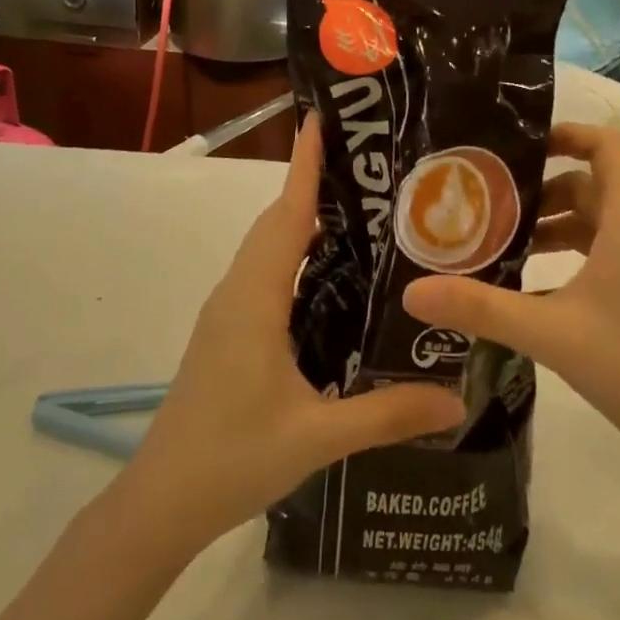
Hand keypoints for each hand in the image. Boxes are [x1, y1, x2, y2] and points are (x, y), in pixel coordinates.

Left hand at [117, 115, 463, 554]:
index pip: (286, 214)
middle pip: (277, 222)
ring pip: (268, 248)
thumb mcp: (317, 437)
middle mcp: (238, 291)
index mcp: (256, 298)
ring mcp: (228, 311)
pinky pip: (264, 274)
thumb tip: (458, 401)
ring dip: (302, 220)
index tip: (321, 118)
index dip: (304, 164)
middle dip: (313, 184)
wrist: (161, 501)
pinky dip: (294, 255)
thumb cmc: (232, 458)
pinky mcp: (228, 331)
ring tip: (361, 214)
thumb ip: (388, 414)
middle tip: (370, 167)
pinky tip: (331, 278)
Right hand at [403, 123, 619, 474]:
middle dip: (540, 192)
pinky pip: (609, 256)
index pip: (606, 146)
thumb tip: (412, 292)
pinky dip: (572, 258)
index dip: (566, 133)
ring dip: (554, 228)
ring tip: (504, 248)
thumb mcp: (551, 333)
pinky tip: (537, 292)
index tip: (518, 146)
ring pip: (599, 225)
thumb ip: (481, 308)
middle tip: (489, 206)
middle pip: (591, 187)